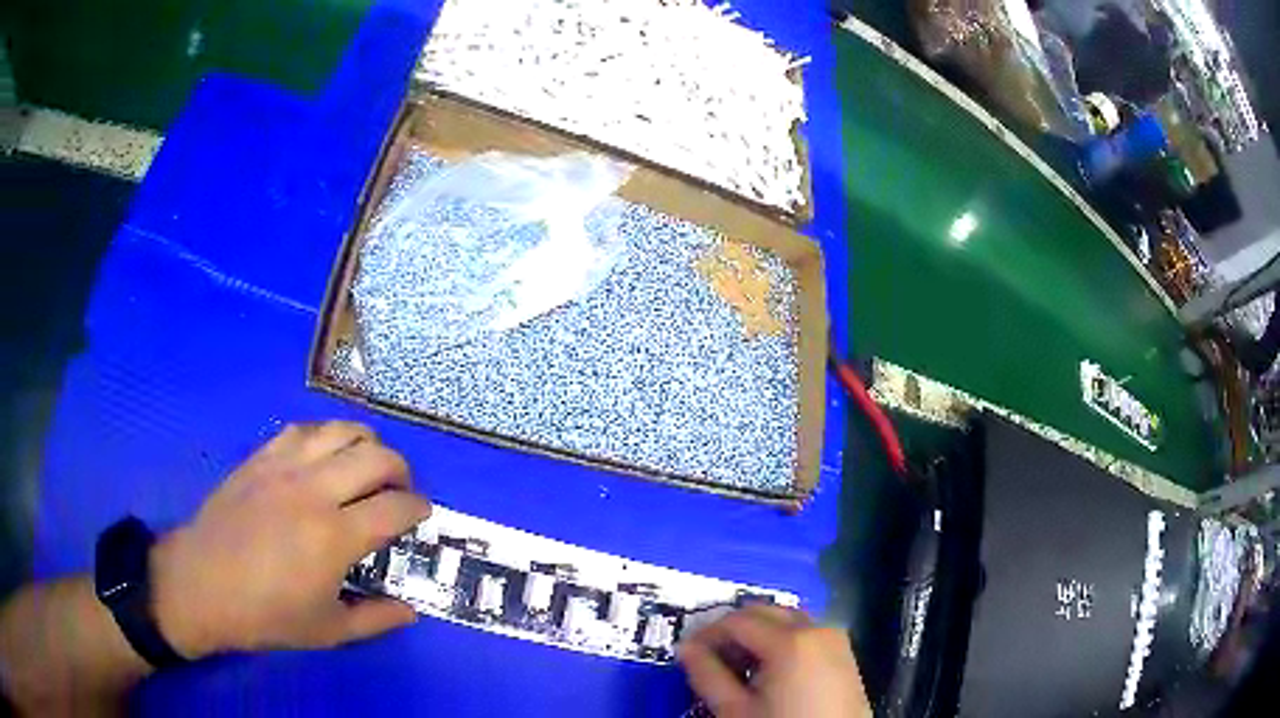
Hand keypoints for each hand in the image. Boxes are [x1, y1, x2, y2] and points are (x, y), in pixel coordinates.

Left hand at [149, 421, 430, 658]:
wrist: (203, 584)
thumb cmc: (266, 614)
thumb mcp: (327, 631)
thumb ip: (375, 620)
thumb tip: (410, 611)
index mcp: (335, 537)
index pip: (395, 507)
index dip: (418, 509)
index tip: (420, 516)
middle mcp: (314, 491)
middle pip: (375, 457)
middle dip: (401, 469)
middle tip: (400, 489)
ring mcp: (284, 467)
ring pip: (340, 431)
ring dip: (365, 443)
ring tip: (367, 463)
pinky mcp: (260, 458)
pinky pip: (303, 430)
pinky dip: (325, 436)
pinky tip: (324, 455)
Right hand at [677, 605, 869, 717]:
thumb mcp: (735, 710)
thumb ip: (707, 675)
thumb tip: (686, 649)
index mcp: (790, 641)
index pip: (736, 621)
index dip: (706, 633)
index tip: (687, 652)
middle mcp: (817, 629)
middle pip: (764, 613)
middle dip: (733, 631)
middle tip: (710, 657)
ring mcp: (835, 638)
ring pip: (787, 620)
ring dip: (758, 634)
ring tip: (737, 665)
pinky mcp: (844, 653)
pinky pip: (807, 633)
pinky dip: (782, 641)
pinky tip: (768, 670)